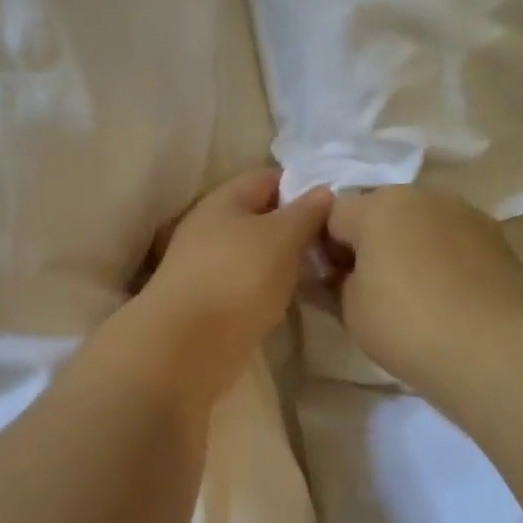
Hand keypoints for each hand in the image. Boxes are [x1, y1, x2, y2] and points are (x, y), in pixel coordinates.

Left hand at [118, 168, 333, 401]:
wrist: (187, 345)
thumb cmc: (238, 277)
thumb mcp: (282, 236)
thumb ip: (306, 212)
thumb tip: (323, 191)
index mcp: (223, 200)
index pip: (268, 178)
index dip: (302, 186)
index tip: (335, 207)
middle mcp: (210, 227)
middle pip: (260, 217)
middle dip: (296, 228)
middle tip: (334, 244)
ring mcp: (205, 266)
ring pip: (254, 253)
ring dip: (283, 261)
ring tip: (320, 273)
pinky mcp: (208, 300)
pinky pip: (246, 283)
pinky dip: (268, 288)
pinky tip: (290, 299)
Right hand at [327, 185, 522, 401]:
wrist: (492, 348)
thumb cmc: (406, 325)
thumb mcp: (349, 309)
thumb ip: (338, 280)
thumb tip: (346, 273)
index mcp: (378, 206)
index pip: (332, 216)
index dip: (326, 248)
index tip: (332, 283)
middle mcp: (422, 195)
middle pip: (380, 212)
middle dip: (370, 241)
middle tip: (371, 287)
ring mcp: (464, 211)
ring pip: (421, 222)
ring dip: (409, 246)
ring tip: (415, 292)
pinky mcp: (496, 235)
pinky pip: (453, 239)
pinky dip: (444, 257)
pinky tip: (448, 295)